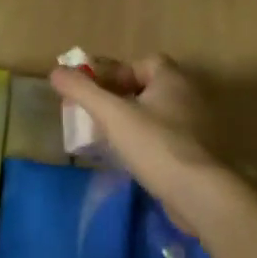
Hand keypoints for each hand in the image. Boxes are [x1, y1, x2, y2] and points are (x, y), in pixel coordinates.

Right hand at [50, 55, 225, 231]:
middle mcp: (190, 96)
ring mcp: (198, 126)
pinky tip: (132, 159)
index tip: (97, 92)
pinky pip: (167, 137)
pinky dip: (148, 142)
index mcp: (173, 79)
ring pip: (158, 114)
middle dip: (122, 98)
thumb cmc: (156, 145)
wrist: (200, 194)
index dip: (118, 72)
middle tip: (98, 115)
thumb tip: (56, 72)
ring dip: (134, 121)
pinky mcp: (199, 153)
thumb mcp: (112, 115)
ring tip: (109, 138)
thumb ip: (82, 91)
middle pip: (149, 88)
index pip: (144, 62)